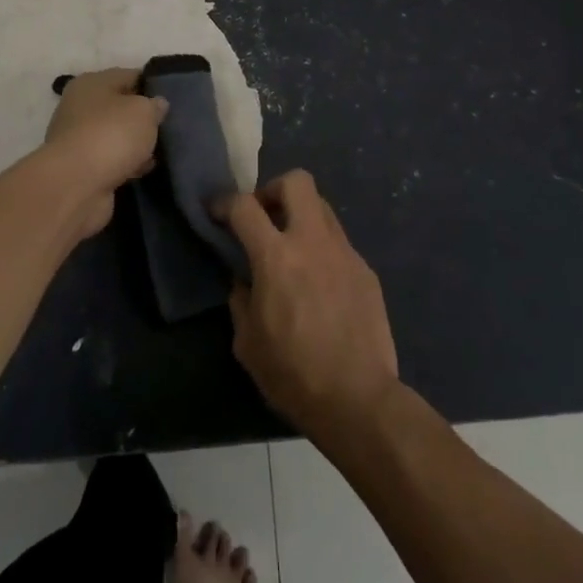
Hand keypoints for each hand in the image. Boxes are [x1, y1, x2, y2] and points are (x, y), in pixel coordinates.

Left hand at [41, 68, 167, 236]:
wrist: (76, 186)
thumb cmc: (111, 135)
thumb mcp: (144, 111)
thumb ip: (155, 105)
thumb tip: (157, 104)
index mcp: (91, 83)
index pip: (128, 76)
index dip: (151, 85)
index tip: (173, 98)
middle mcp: (80, 107)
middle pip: (120, 108)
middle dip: (143, 118)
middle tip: (169, 127)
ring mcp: (79, 139)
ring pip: (116, 136)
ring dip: (135, 144)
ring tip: (161, 151)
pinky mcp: (82, 168)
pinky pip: (111, 160)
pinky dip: (126, 165)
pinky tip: (144, 170)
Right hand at [217, 171, 398, 437]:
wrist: (359, 401)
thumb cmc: (293, 375)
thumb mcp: (247, 342)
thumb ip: (241, 299)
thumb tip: (243, 278)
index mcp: (276, 257)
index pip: (245, 206)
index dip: (225, 202)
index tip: (217, 212)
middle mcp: (312, 242)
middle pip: (296, 182)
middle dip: (273, 190)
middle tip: (263, 217)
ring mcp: (344, 252)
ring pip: (321, 207)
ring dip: (300, 216)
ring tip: (291, 249)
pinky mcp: (366, 270)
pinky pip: (338, 242)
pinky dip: (322, 249)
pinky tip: (318, 284)